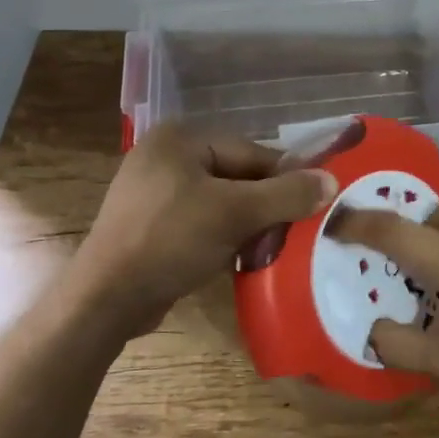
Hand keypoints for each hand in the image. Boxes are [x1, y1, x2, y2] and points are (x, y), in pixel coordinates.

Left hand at [72, 124, 337, 336]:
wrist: (106, 299)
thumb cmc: (171, 240)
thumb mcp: (235, 213)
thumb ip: (286, 195)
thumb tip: (332, 182)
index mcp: (180, 138)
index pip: (251, 152)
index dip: (285, 180)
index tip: (314, 205)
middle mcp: (166, 156)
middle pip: (237, 176)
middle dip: (265, 206)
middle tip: (293, 233)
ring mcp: (154, 192)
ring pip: (221, 202)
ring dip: (248, 225)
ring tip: (270, 250)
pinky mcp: (151, 224)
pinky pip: (201, 222)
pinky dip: (223, 237)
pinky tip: (240, 259)